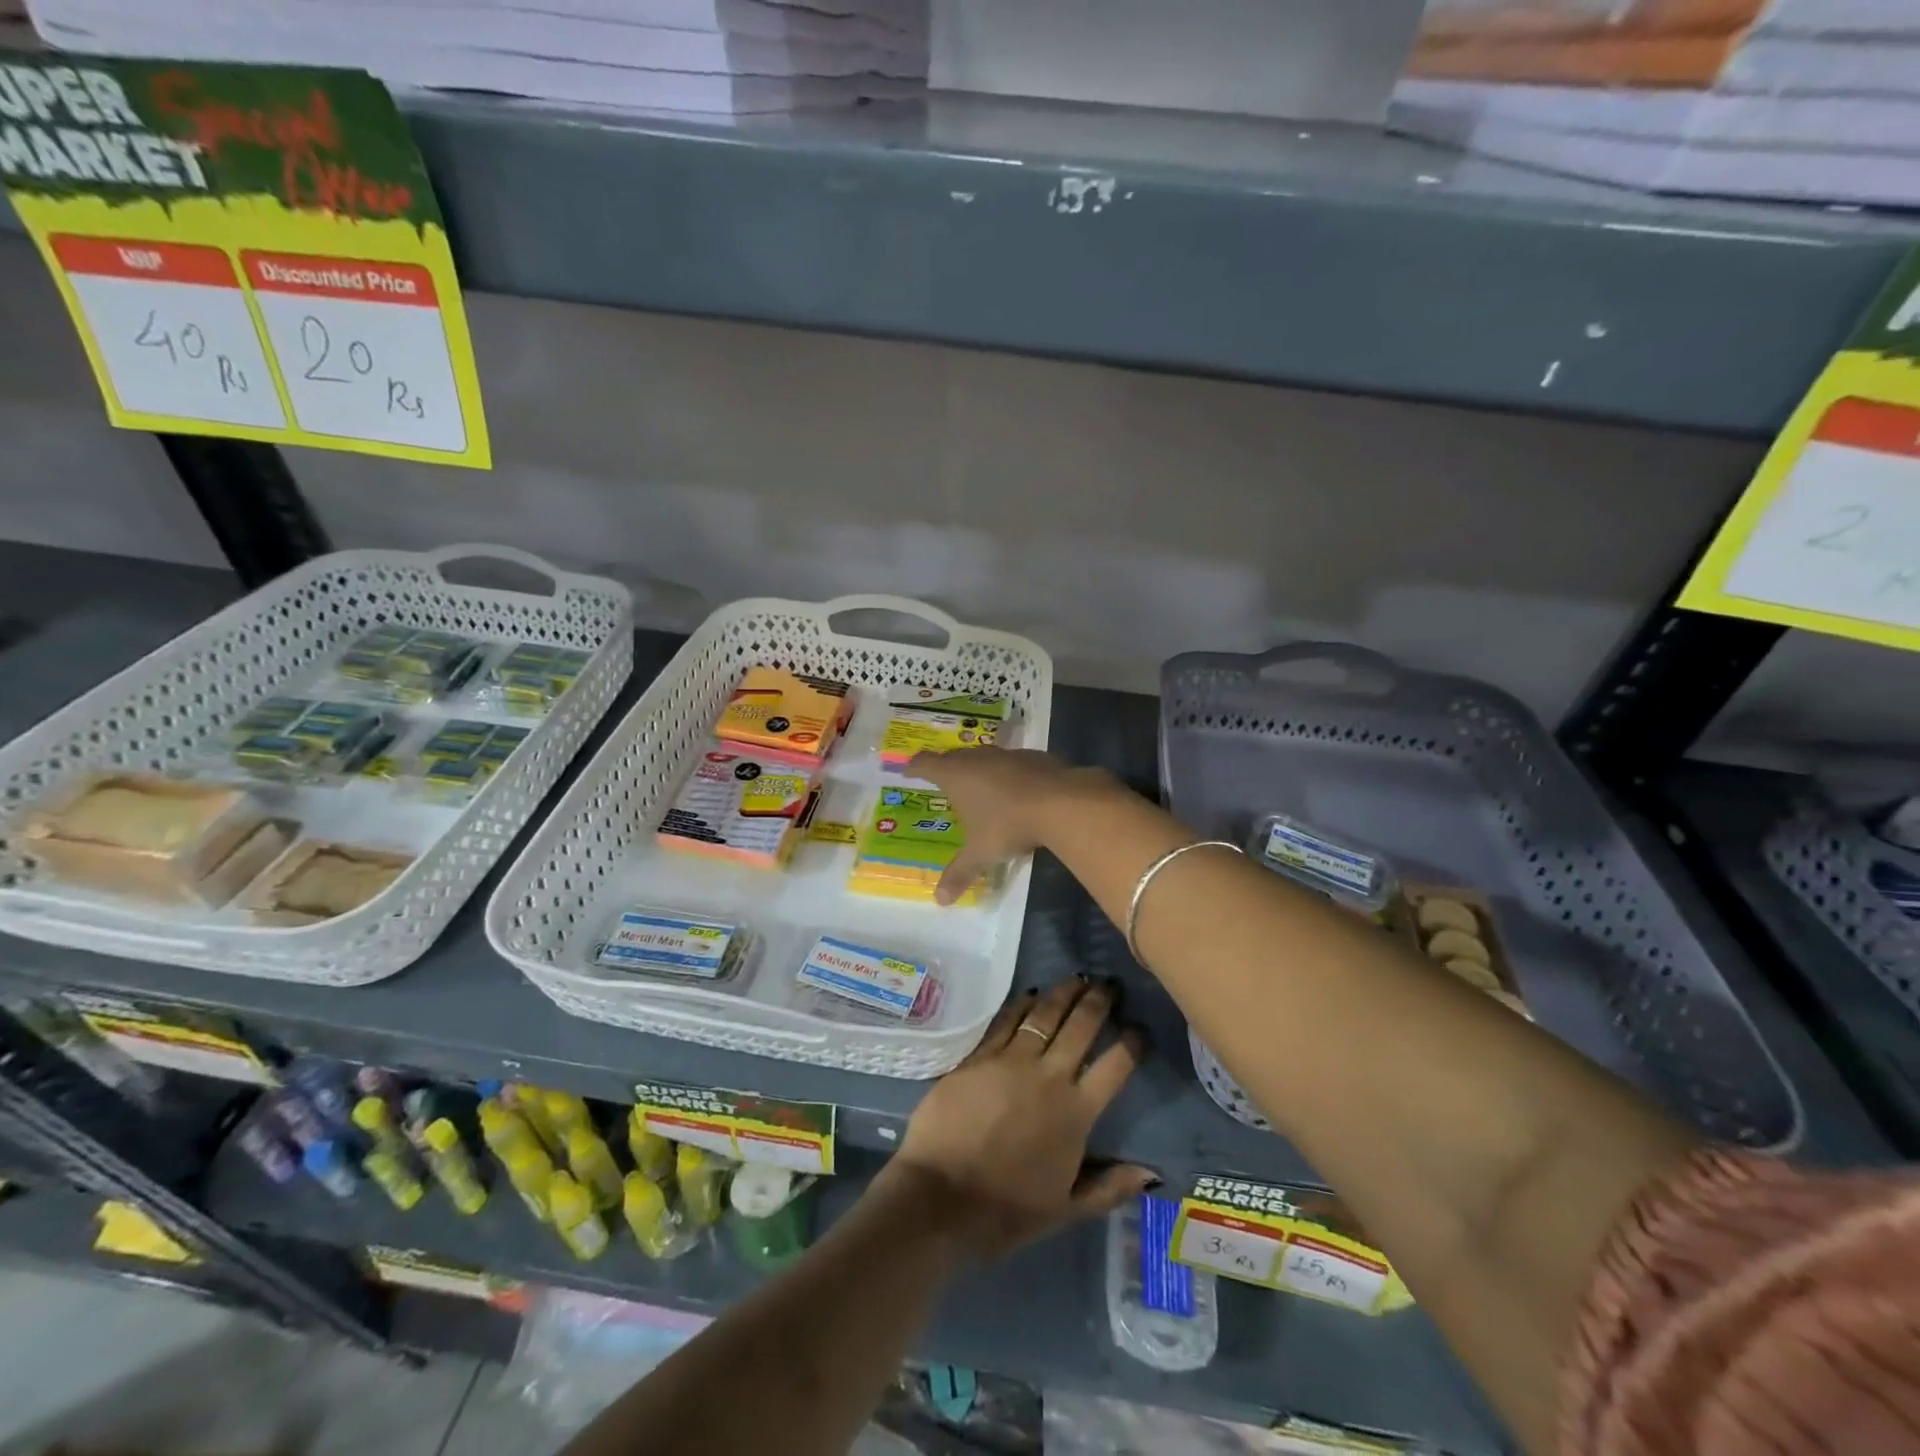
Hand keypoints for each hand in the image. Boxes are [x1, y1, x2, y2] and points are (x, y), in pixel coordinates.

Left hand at [880, 977, 1154, 1258]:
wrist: (941, 1196)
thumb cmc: (1007, 1209)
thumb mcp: (1066, 1209)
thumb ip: (1109, 1187)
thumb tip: (1151, 1172)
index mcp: (1076, 1113)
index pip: (1114, 1067)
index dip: (1132, 1044)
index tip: (1138, 1029)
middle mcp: (1049, 1077)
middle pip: (1080, 1027)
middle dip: (1098, 1002)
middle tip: (1108, 985)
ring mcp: (1011, 1061)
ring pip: (1044, 1015)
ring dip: (1063, 993)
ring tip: (1077, 979)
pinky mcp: (979, 1056)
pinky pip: (1006, 1021)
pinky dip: (1022, 1004)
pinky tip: (1031, 994)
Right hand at [906, 747, 1111, 904]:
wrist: (1060, 802)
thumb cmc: (1008, 824)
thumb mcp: (981, 853)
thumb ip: (960, 873)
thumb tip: (940, 900)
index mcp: (955, 774)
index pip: (925, 764)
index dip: (914, 767)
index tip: (907, 771)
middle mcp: (977, 758)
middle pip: (953, 757)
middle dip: (945, 767)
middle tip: (941, 780)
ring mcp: (1007, 754)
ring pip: (984, 757)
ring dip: (977, 769)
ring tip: (976, 785)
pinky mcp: (1033, 757)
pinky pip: (1011, 763)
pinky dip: (1006, 774)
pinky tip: (1014, 791)